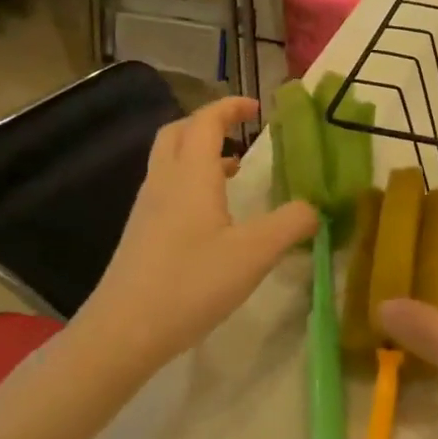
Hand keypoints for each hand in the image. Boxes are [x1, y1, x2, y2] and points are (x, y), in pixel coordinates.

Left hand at [83, 97, 316, 370]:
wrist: (123, 331)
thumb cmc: (191, 283)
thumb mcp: (254, 254)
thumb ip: (291, 224)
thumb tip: (314, 208)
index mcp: (191, 175)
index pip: (207, 121)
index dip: (231, 107)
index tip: (257, 108)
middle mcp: (164, 181)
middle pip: (178, 132)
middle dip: (209, 123)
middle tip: (239, 133)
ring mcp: (146, 208)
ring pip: (169, 160)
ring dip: (199, 153)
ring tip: (233, 171)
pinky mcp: (140, 234)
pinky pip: (166, 187)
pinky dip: (190, 181)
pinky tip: (211, 216)